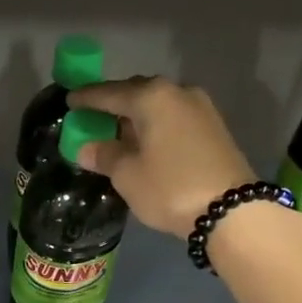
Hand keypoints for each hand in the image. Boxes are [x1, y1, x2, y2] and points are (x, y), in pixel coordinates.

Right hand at [68, 77, 256, 234]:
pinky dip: (157, 126)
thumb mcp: (128, 176)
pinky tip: (147, 143)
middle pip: (137, 92)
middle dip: (114, 104)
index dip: (86, 99)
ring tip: (119, 133)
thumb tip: (86, 147)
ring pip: (158, 105)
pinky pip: (174, 118)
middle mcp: (177, 92)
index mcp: (151, 97)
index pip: (109, 93)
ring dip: (137, 116)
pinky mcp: (214, 127)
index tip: (69, 101)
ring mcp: (201, 108)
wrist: (232, 210)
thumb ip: (104, 156)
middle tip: (94, 118)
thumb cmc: (170, 188)